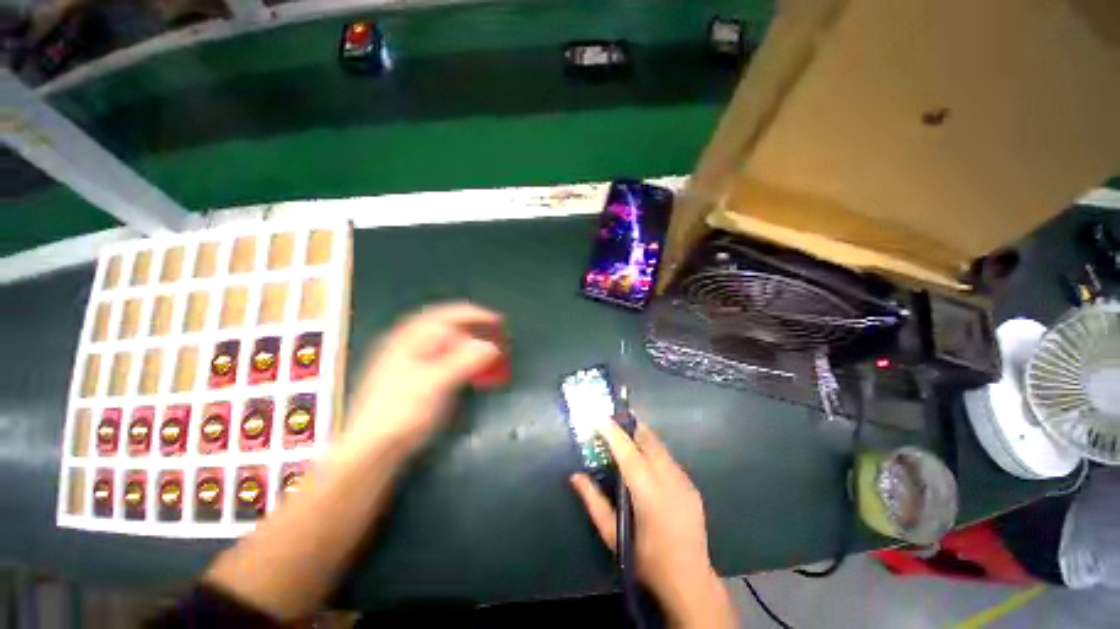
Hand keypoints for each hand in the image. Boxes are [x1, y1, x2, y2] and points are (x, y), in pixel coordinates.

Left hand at [343, 302, 505, 458]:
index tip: (496, 321)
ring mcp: (408, 363)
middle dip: (472, 328)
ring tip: (485, 350)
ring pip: (444, 343)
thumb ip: (464, 361)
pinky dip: (460, 359)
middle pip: (444, 327)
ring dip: (467, 344)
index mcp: (407, 340)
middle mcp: (406, 346)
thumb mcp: (435, 384)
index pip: (444, 316)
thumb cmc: (400, 413)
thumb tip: (490, 346)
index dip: (473, 315)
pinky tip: (468, 368)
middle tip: (494, 335)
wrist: (373, 450)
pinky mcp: (413, 379)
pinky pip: (443, 359)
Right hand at [570, 421, 735, 627]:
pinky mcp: (692, 485)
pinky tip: (645, 459)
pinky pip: (669, 458)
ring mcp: (684, 481)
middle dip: (630, 426)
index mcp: (648, 493)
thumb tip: (575, 476)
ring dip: (642, 436)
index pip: (628, 452)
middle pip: (649, 440)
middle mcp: (669, 480)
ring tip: (626, 433)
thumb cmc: (646, 560)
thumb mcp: (613, 534)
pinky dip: (654, 450)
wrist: (690, 581)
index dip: (613, 432)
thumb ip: (593, 502)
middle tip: (613, 420)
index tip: (599, 418)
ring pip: (660, 446)